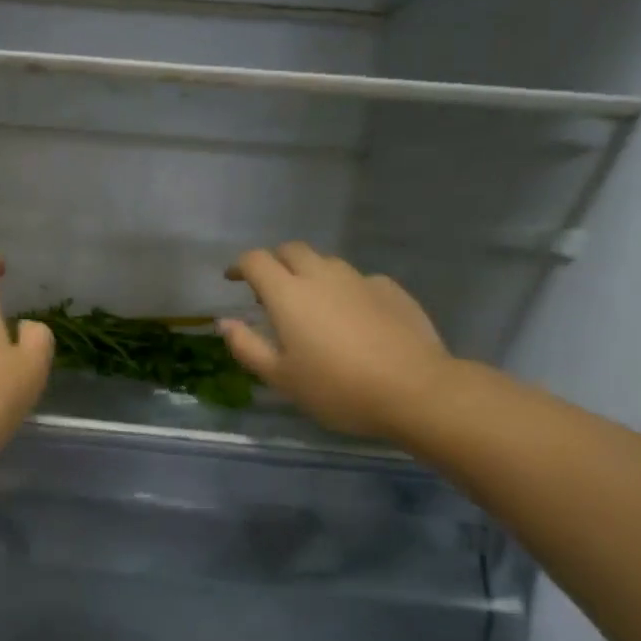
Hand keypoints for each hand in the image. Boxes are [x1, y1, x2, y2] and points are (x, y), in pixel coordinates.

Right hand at [220, 244, 452, 440]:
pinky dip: (343, 289)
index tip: (232, 279)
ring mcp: (360, 280)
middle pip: (291, 250)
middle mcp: (322, 276)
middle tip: (268, 290)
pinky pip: (358, 279)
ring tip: (310, 304)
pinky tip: (351, 317)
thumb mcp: (280, 378)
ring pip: (326, 262)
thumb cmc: (337, 388)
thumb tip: (225, 322)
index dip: (239, 266)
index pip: (256, 261)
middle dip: (274, 262)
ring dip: (309, 273)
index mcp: (288, 294)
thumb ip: (247, 347)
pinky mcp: (391, 290)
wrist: (415, 390)